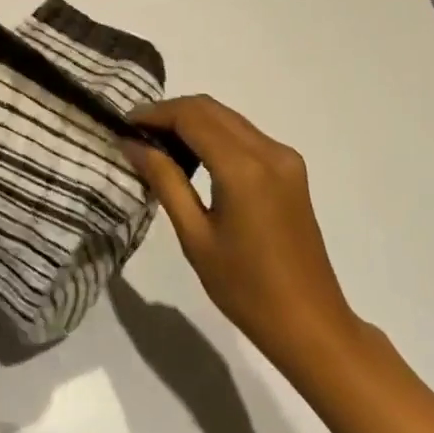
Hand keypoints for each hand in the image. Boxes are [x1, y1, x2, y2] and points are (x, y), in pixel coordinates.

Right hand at [125, 96, 365, 380]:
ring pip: (228, 118)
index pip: (191, 116)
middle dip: (170, 113)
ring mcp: (285, 159)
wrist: (309, 323)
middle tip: (136, 134)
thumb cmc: (245, 287)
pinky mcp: (291, 170)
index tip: (123, 125)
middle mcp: (269, 151)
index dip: (154, 114)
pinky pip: (244, 135)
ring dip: (191, 121)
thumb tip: (131, 143)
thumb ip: (164, 180)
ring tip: (157, 145)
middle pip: (210, 109)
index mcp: (244, 168)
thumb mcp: (194, 235)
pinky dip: (213, 134)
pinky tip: (192, 157)